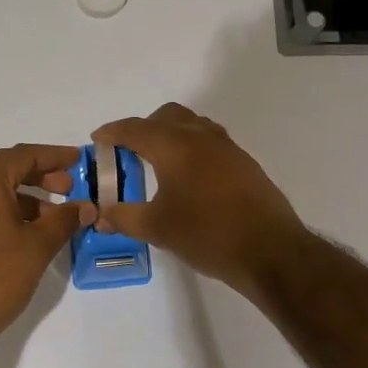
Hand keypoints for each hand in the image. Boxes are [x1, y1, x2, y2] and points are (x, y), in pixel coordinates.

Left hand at [0, 144, 96, 351]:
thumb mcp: (37, 246)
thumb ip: (64, 220)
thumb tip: (86, 206)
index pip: (23, 155)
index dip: (53, 155)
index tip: (78, 160)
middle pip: (6, 169)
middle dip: (40, 175)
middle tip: (69, 188)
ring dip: (26, 197)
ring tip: (55, 217)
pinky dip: (8, 211)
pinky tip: (29, 234)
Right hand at [92, 104, 303, 296]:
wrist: (270, 250)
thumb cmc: (207, 234)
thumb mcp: (157, 229)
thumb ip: (124, 217)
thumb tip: (101, 214)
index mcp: (175, 145)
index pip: (135, 128)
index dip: (112, 132)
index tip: (97, 139)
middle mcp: (201, 136)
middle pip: (166, 117)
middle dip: (143, 128)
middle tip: (128, 152)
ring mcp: (227, 147)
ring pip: (192, 125)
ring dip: (170, 135)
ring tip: (157, 163)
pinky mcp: (243, 163)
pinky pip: (209, 141)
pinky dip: (191, 148)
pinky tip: (188, 178)